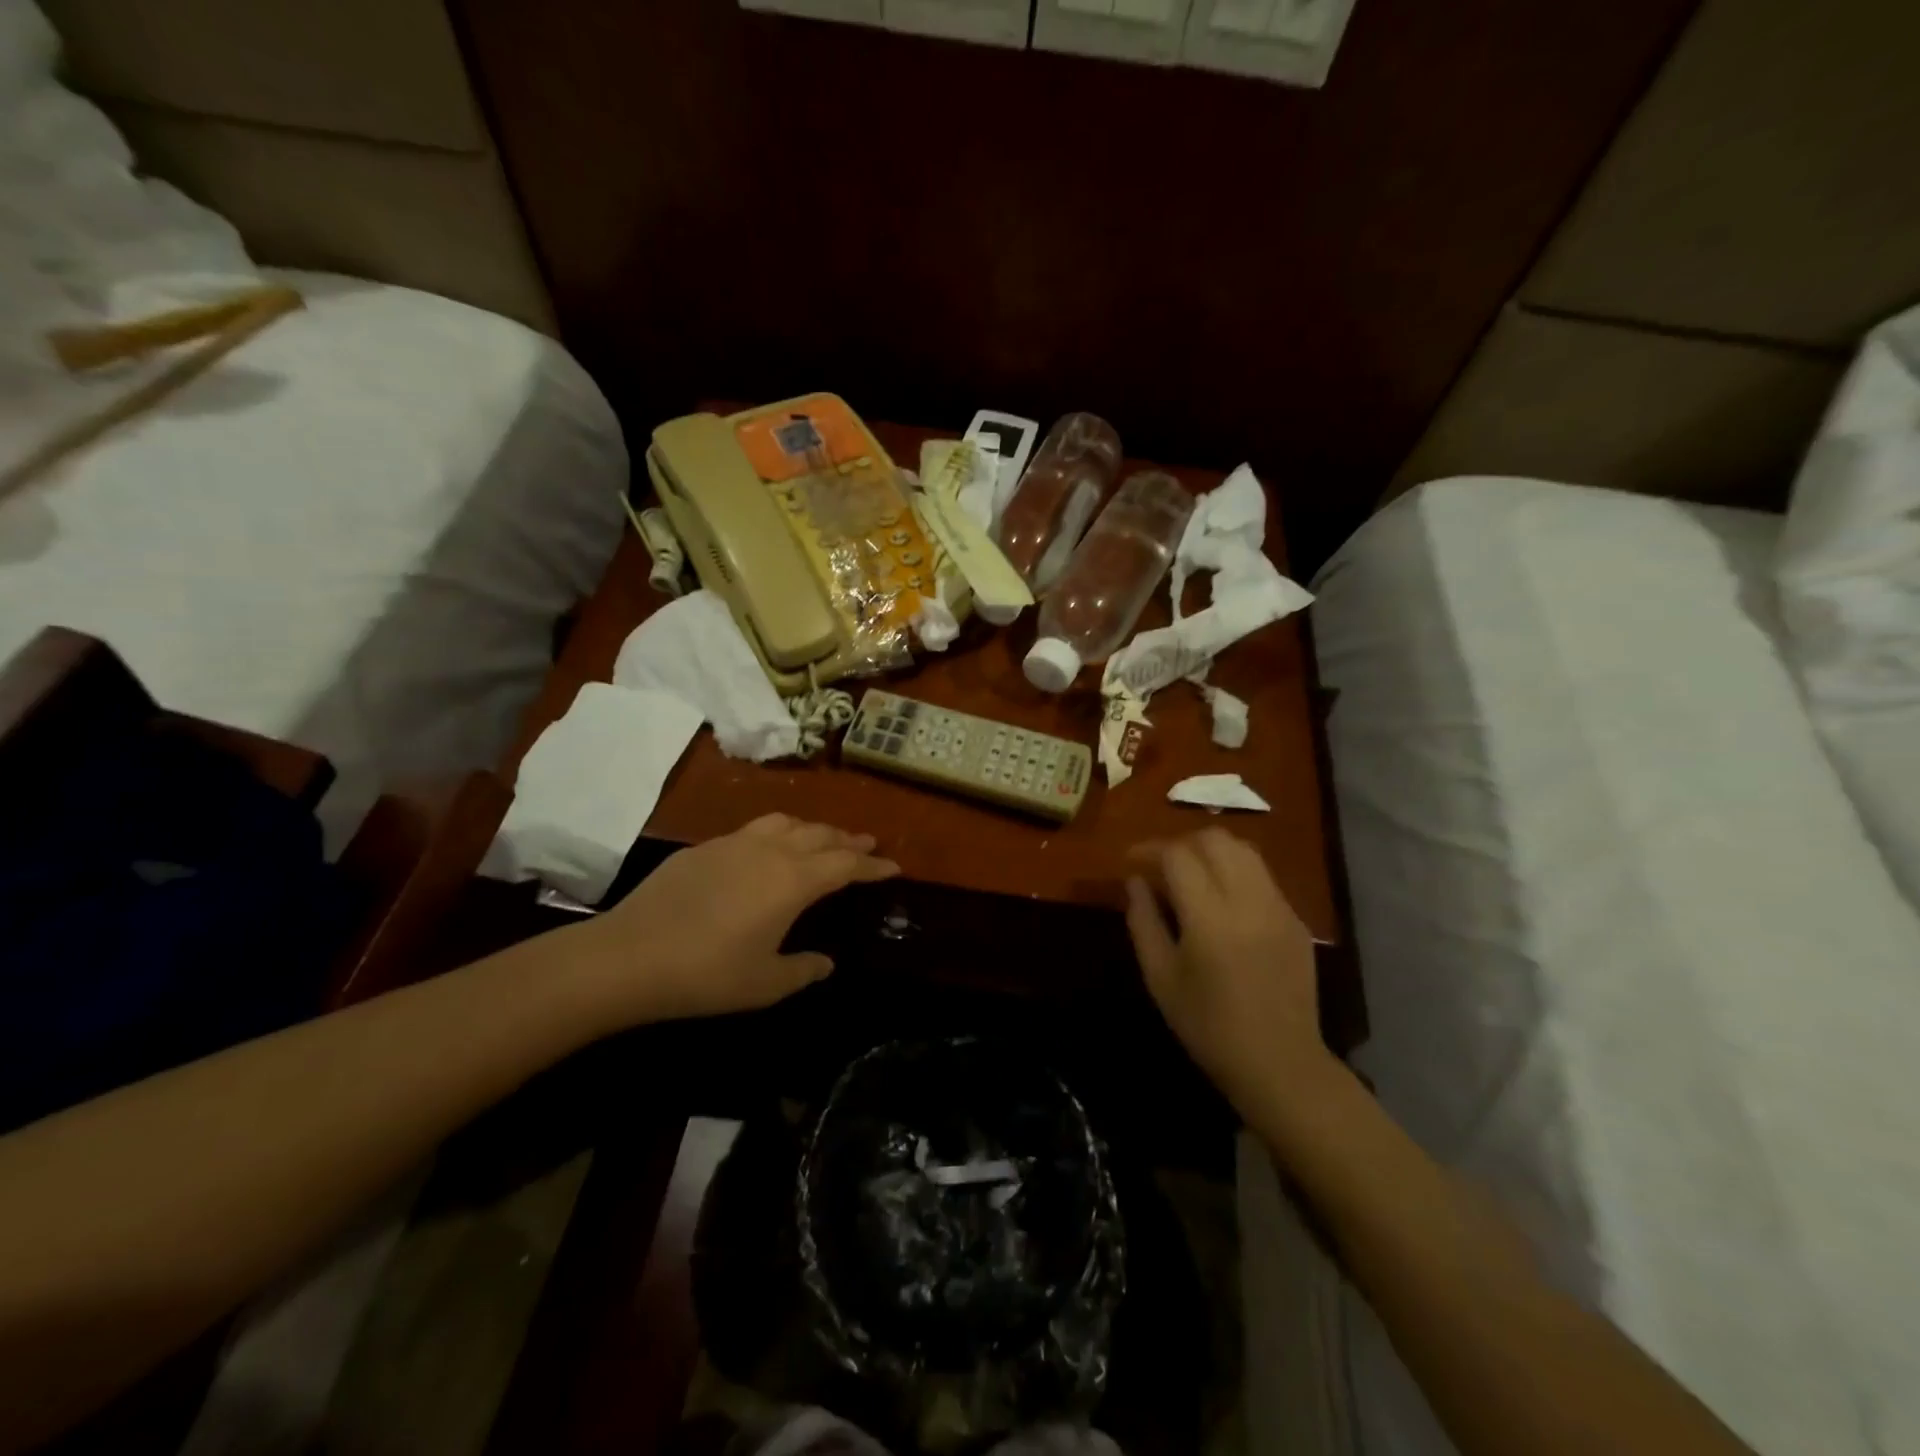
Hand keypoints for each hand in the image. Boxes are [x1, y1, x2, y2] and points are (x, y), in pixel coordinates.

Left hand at [574, 813, 898, 1025]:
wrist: (630, 956)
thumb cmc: (707, 974)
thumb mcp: (765, 983)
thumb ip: (803, 969)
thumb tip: (826, 963)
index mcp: (794, 881)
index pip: (846, 864)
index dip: (873, 865)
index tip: (894, 866)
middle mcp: (771, 851)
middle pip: (821, 835)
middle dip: (848, 839)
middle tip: (867, 843)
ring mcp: (735, 843)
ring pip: (787, 822)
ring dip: (813, 828)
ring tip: (823, 837)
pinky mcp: (705, 847)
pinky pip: (754, 829)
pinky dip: (777, 832)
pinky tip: (768, 848)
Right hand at [1125, 829, 1336, 1121]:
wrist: (1279, 1063)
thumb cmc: (1208, 1026)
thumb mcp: (1159, 977)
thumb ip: (1143, 921)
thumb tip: (1135, 881)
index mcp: (1210, 918)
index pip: (1177, 855)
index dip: (1148, 850)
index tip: (1129, 862)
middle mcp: (1249, 900)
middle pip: (1214, 839)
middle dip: (1180, 843)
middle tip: (1159, 866)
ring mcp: (1279, 907)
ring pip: (1243, 849)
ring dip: (1210, 851)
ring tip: (1190, 874)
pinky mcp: (1296, 919)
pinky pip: (1262, 875)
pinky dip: (1235, 871)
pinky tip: (1221, 900)